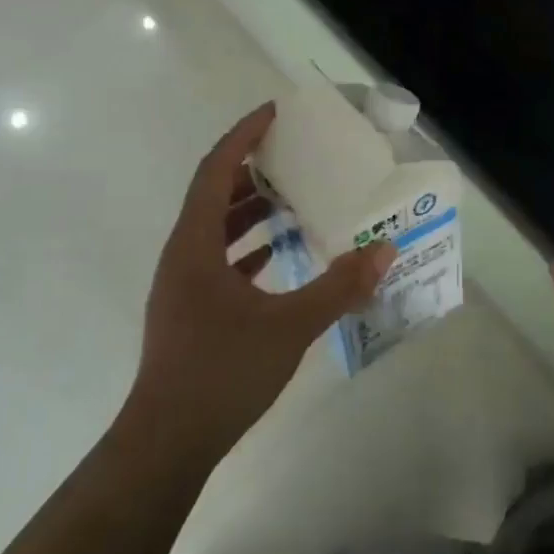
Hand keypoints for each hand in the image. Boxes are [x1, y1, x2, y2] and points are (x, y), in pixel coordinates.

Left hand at [131, 105, 393, 461]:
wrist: (168, 441)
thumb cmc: (222, 371)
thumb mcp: (290, 325)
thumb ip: (339, 286)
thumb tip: (385, 250)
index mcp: (195, 245)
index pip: (216, 171)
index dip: (243, 137)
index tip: (274, 113)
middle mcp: (182, 255)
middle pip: (213, 194)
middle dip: (251, 168)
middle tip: (293, 152)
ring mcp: (183, 285)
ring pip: (215, 229)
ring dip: (249, 208)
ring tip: (293, 197)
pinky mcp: (191, 310)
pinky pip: (218, 259)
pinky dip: (247, 246)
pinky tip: (278, 252)